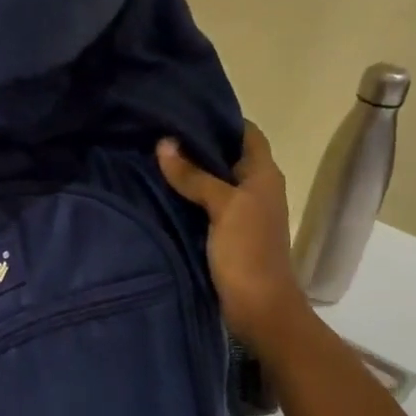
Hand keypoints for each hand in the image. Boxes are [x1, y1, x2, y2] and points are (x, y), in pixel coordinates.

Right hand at [157, 122, 309, 352]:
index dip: (220, 117)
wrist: (259, 309)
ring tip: (151, 154)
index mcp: (264, 174)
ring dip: (188, 171)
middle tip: (158, 129)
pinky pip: (202, 205)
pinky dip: (185, 196)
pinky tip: (158, 190)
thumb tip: (164, 143)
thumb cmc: (248, 252)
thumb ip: (194, 175)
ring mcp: (239, 213)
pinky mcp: (224, 234)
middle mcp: (254, 188)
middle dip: (196, 143)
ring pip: (212, 181)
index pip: (246, 132)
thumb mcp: (223, 207)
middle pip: (225, 156)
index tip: (185, 106)